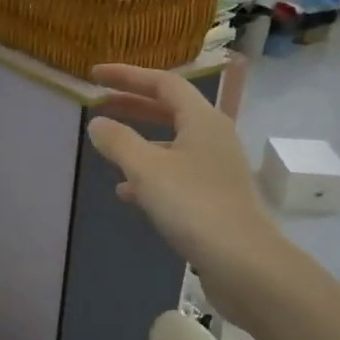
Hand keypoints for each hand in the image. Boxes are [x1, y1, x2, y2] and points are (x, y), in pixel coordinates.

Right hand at [85, 64, 287, 317]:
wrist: (244, 263)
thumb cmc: (193, 205)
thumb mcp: (146, 169)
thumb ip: (118, 141)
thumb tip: (97, 123)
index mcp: (202, 120)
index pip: (163, 83)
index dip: (127, 75)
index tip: (95, 75)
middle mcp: (213, 137)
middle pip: (169, 110)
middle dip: (132, 105)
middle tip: (99, 103)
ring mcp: (216, 168)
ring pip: (172, 143)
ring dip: (139, 140)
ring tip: (108, 148)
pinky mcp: (214, 197)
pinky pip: (176, 172)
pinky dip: (150, 173)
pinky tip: (127, 192)